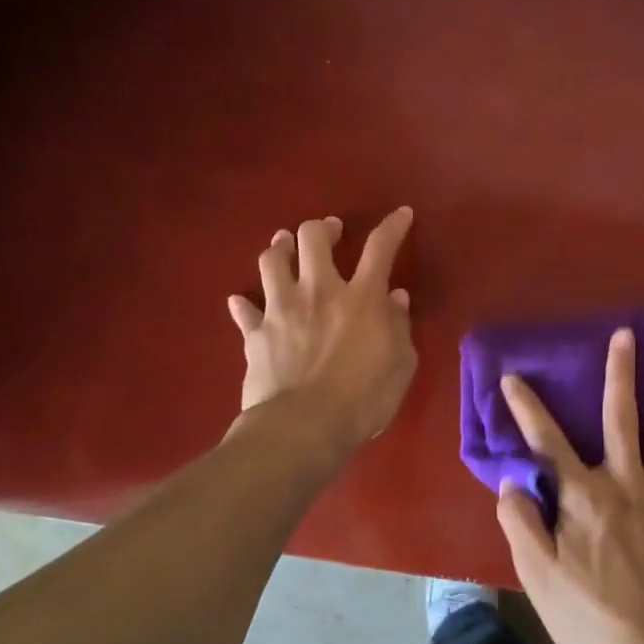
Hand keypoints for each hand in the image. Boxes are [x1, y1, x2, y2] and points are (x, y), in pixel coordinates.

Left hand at [228, 207, 415, 455]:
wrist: (302, 429)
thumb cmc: (363, 399)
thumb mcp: (401, 365)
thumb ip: (399, 326)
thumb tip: (395, 298)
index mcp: (361, 297)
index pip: (380, 247)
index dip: (393, 226)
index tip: (401, 214)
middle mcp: (318, 291)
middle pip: (312, 238)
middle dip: (322, 227)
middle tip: (330, 230)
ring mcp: (281, 310)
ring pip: (272, 262)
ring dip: (280, 248)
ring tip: (284, 246)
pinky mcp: (255, 335)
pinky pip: (244, 311)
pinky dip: (244, 304)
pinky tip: (242, 301)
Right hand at [495, 328, 643, 643]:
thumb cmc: (589, 618)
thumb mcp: (539, 578)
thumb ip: (521, 524)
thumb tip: (512, 481)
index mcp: (582, 498)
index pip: (547, 444)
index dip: (527, 410)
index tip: (513, 378)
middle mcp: (623, 484)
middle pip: (619, 419)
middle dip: (620, 374)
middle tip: (625, 335)